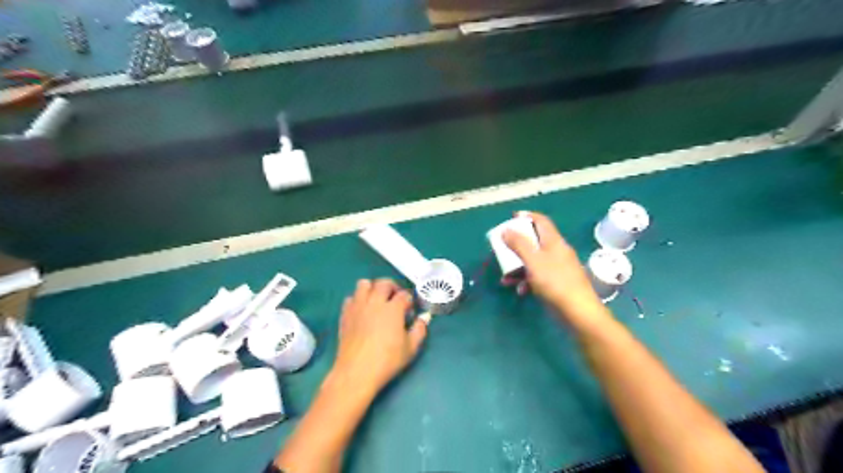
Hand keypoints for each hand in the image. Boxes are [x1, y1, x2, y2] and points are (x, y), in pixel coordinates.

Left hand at [329, 280, 428, 394]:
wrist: (357, 371)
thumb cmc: (387, 360)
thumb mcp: (411, 348)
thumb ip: (420, 330)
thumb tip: (423, 319)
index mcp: (393, 309)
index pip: (404, 295)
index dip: (409, 300)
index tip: (410, 309)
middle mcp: (375, 302)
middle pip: (384, 283)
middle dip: (393, 287)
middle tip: (396, 298)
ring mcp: (358, 306)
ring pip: (364, 284)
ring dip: (373, 288)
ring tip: (377, 300)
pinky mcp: (345, 314)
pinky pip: (351, 297)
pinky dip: (358, 299)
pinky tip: (363, 310)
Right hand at [500, 213, 613, 329]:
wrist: (578, 312)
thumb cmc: (555, 282)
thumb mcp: (533, 261)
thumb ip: (519, 244)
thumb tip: (506, 230)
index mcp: (554, 241)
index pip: (541, 221)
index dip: (527, 216)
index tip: (512, 218)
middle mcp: (557, 251)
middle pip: (535, 241)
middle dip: (517, 246)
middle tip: (503, 249)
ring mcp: (558, 268)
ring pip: (534, 261)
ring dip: (518, 267)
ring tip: (505, 278)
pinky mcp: (557, 283)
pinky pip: (538, 276)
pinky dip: (527, 280)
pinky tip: (520, 290)